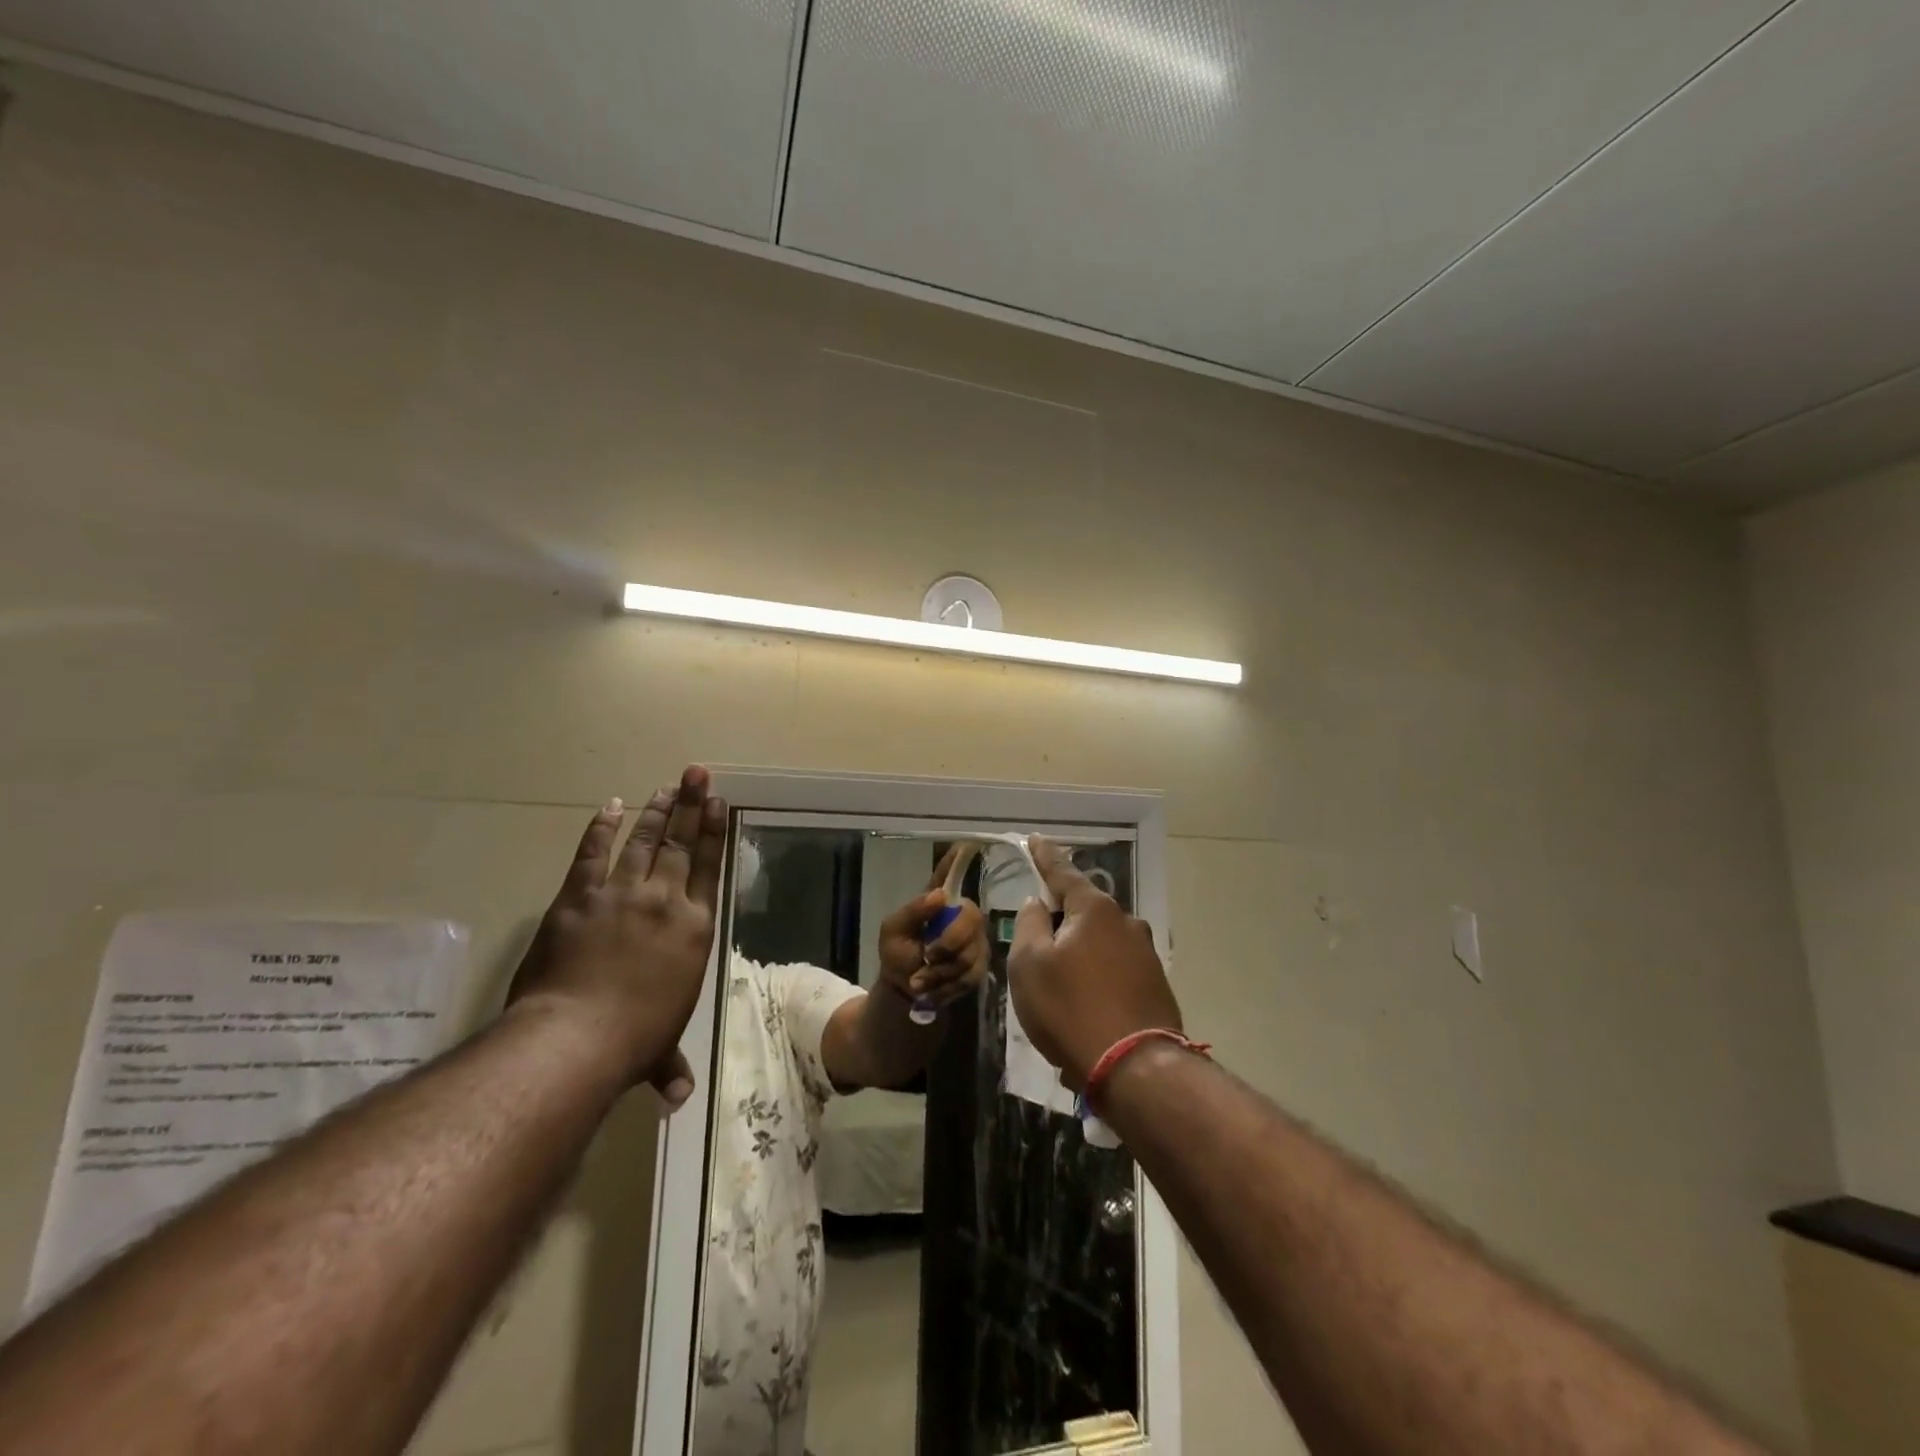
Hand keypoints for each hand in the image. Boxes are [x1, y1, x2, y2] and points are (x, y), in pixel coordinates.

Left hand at [507, 765, 726, 1107]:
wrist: (575, 1037)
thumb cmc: (633, 1040)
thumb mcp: (661, 1048)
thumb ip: (670, 1065)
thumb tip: (679, 1097)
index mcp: (694, 928)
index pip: (708, 868)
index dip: (713, 832)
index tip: (717, 802)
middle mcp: (664, 901)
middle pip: (680, 844)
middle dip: (689, 806)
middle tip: (696, 774)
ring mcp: (620, 894)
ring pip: (642, 841)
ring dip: (655, 812)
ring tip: (665, 787)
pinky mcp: (578, 897)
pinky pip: (592, 854)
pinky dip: (601, 829)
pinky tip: (610, 807)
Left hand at [876, 846, 989, 1010]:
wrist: (904, 991)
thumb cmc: (897, 953)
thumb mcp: (893, 932)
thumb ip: (913, 912)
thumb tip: (941, 895)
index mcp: (938, 901)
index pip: (950, 874)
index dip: (959, 859)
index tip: (968, 842)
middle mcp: (961, 915)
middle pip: (970, 917)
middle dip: (948, 943)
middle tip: (926, 957)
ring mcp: (974, 940)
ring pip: (970, 952)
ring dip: (941, 972)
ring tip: (920, 980)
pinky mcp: (979, 966)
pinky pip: (971, 975)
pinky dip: (947, 986)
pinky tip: (933, 989)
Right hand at [1007, 836, 1181, 1089]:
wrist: (1135, 1069)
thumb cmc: (1070, 1009)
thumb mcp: (1030, 965)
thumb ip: (1029, 925)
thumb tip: (1038, 904)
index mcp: (1094, 910)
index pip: (1062, 872)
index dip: (1045, 856)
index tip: (1035, 840)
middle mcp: (1125, 922)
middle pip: (1084, 910)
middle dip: (1061, 918)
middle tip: (1038, 943)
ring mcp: (1145, 954)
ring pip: (1100, 941)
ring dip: (1079, 954)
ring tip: (1060, 988)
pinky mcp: (1156, 984)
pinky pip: (1115, 969)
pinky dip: (1097, 978)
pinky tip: (1084, 1007)